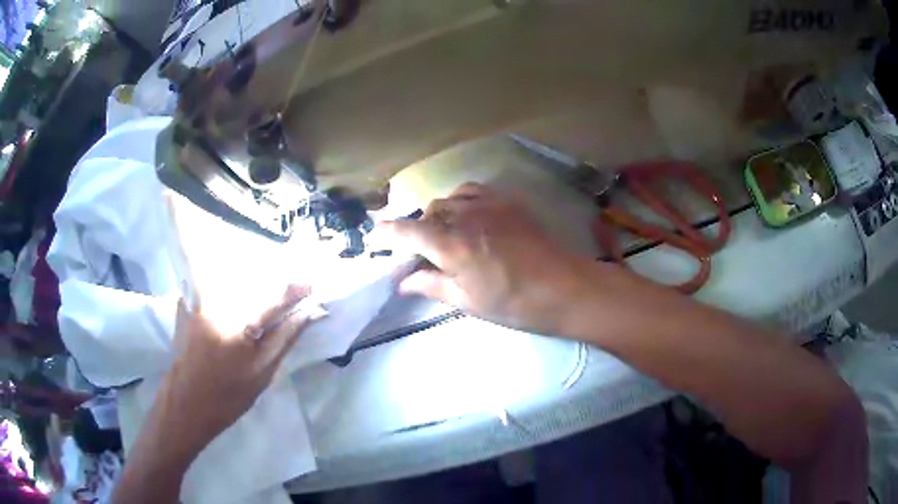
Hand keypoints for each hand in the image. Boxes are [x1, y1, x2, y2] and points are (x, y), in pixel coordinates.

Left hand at [156, 284, 320, 453]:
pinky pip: (211, 288)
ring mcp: (198, 301)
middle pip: (250, 283)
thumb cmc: (227, 396)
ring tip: (256, 303)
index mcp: (240, 326)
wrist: (185, 402)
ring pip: (230, 283)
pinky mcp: (186, 303)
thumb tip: (307, 314)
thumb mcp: (261, 375)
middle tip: (281, 297)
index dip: (294, 290)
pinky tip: (228, 308)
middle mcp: (218, 304)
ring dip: (246, 287)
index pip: (275, 299)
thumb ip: (283, 340)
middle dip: (268, 285)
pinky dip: (224, 292)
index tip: (310, 285)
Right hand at [380, 183, 591, 334]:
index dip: (387, 232)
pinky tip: (469, 215)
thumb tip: (403, 282)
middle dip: (418, 230)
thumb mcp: (467, 300)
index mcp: (451, 245)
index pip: (407, 231)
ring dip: (440, 214)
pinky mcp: (507, 201)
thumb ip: (431, 285)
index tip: (376, 235)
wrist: (562, 287)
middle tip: (422, 251)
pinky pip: (473, 191)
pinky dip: (461, 200)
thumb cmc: (513, 302)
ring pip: (449, 199)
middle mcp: (465, 217)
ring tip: (446, 233)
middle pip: (428, 213)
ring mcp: (488, 205)